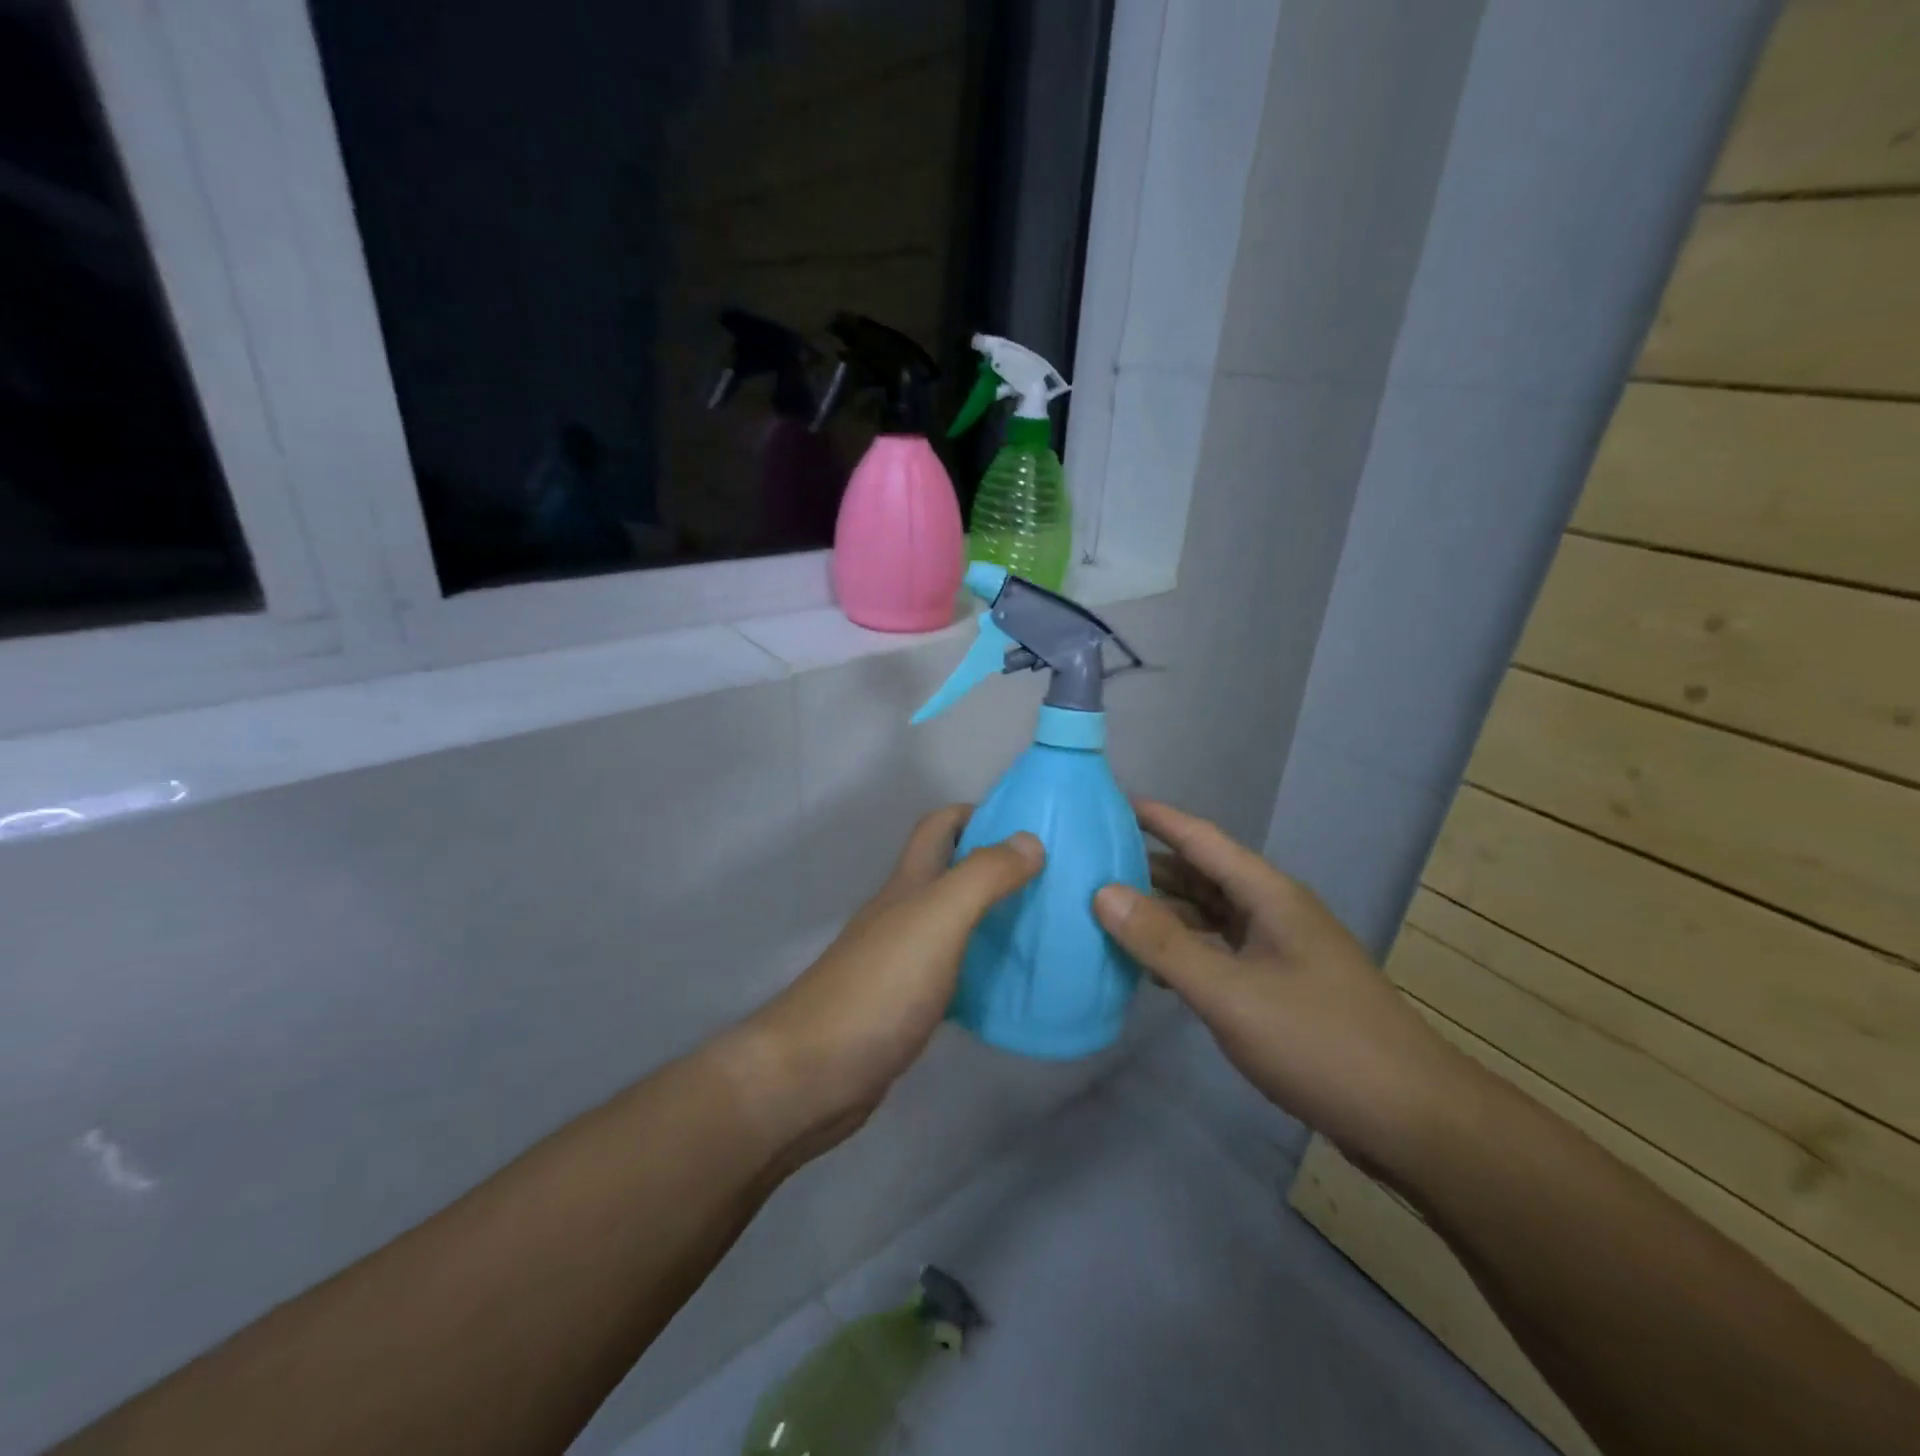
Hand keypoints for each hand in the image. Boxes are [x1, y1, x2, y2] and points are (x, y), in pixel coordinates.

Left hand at [733, 806, 1042, 1158]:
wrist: (813, 1074)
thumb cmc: (879, 987)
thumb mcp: (937, 919)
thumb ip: (982, 877)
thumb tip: (1030, 840)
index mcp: (908, 884)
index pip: (939, 826)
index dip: (977, 813)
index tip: (1028, 825)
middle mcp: (903, 913)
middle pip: (950, 873)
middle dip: (995, 866)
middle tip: (1051, 880)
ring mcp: (902, 960)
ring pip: (954, 923)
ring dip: (994, 918)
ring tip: (1045, 928)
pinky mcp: (906, 1005)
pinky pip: (954, 972)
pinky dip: (983, 969)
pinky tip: (1012, 986)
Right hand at [1093, 799, 1470, 1171]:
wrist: (1412, 1120)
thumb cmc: (1319, 1043)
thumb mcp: (1231, 993)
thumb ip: (1165, 943)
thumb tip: (1103, 893)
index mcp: (1270, 896)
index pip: (1203, 839)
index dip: (1157, 818)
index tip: (1110, 801)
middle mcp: (1276, 913)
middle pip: (1204, 875)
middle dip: (1151, 865)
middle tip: (1093, 862)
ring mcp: (1282, 951)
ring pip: (1212, 915)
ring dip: (1166, 911)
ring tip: (1111, 911)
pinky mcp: (1283, 987)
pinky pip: (1221, 951)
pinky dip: (1185, 950)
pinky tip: (1154, 968)